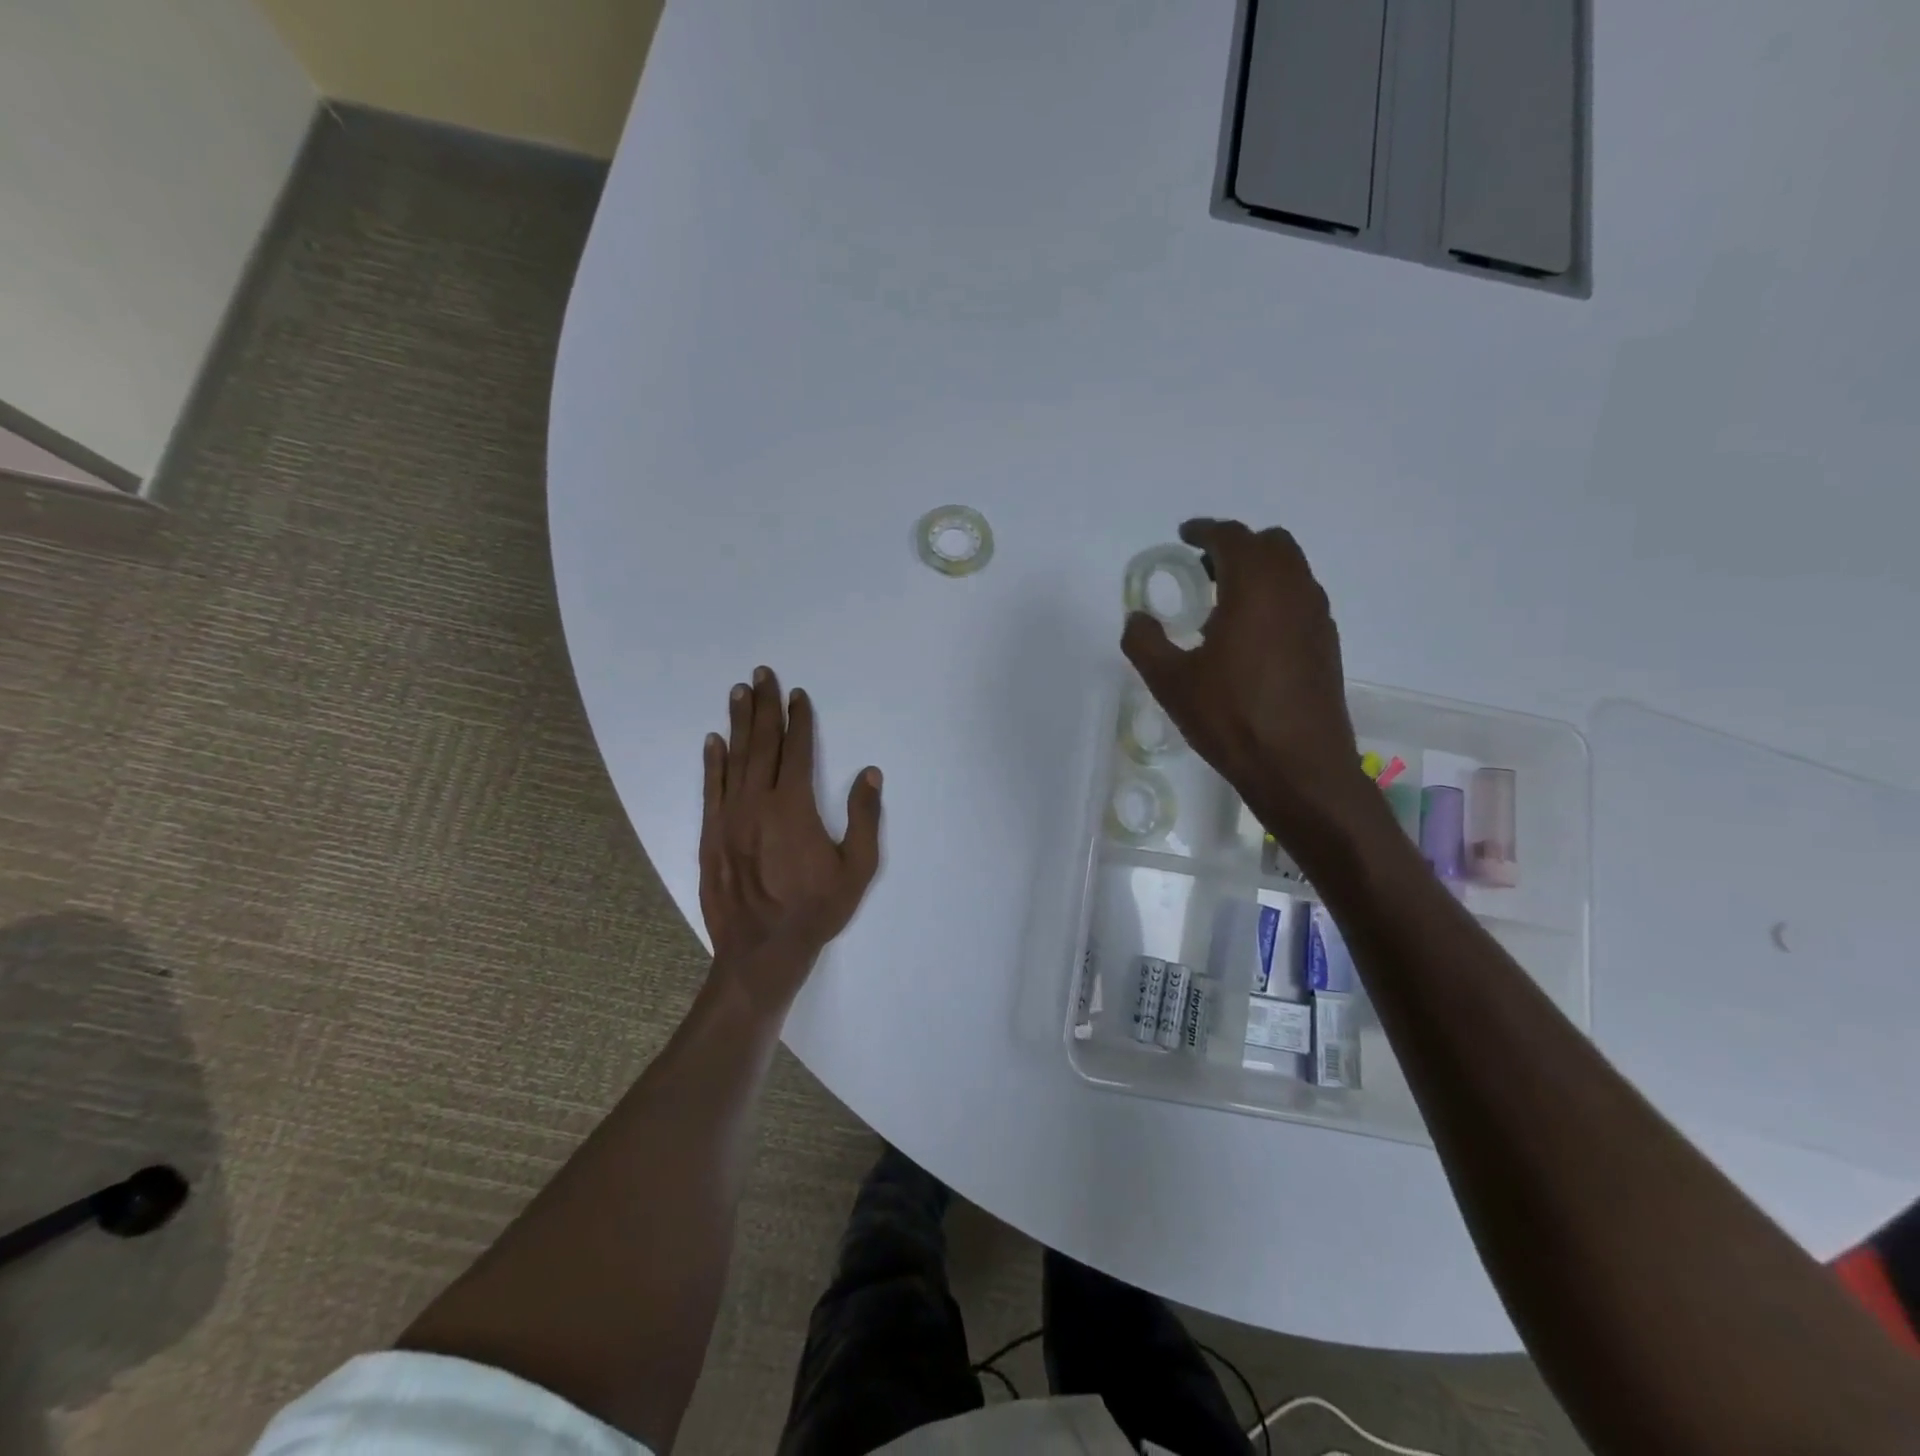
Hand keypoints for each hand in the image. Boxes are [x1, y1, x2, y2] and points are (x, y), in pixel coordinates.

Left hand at [699, 667, 883, 1005]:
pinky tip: (713, 740)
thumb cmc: (816, 909)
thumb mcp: (857, 868)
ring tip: (738, 692)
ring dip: (738, 723)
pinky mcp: (710, 834)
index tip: (797, 694)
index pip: (797, 750)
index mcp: (794, 806)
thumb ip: (864, 817)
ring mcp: (729, 817)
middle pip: (762, 744)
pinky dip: (712, 762)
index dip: (799, 719)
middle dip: (763, 706)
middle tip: (761, 674)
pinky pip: (711, 788)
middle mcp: (758, 802)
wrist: (762, 950)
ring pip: (734, 759)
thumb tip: (869, 773)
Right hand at [1122, 520, 1380, 849]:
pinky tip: (1251, 636)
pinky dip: (1276, 597)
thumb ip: (1145, 642)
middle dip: (1237, 546)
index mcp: (1255, 589)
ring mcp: (1317, 618)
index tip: (1185, 535)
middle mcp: (1294, 591)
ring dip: (1260, 571)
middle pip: (1271, 544)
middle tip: (1204, 567)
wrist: (1299, 768)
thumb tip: (1137, 618)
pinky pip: (1301, 599)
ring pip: (1292, 571)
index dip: (1206, 530)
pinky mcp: (1327, 644)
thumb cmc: (1230, 718)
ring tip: (1224, 602)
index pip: (1233, 538)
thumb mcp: (1170, 682)